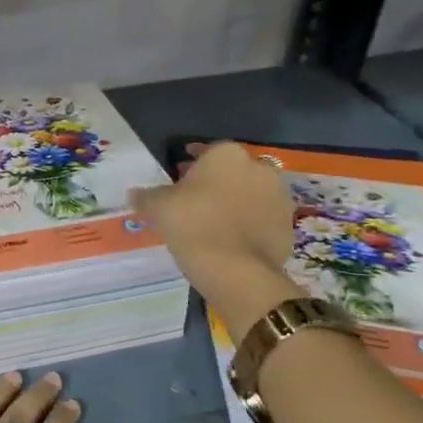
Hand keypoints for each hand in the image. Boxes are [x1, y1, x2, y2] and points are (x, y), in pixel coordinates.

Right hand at [128, 141, 297, 297]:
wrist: (236, 270)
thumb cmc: (193, 225)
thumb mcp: (159, 207)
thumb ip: (147, 196)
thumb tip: (134, 193)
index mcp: (227, 155)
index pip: (206, 151)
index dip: (191, 164)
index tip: (179, 176)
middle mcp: (258, 168)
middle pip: (232, 171)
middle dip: (216, 181)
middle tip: (194, 200)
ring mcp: (278, 197)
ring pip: (251, 193)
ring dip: (236, 201)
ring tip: (214, 221)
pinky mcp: (288, 225)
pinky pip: (263, 218)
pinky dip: (249, 224)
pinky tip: (231, 240)